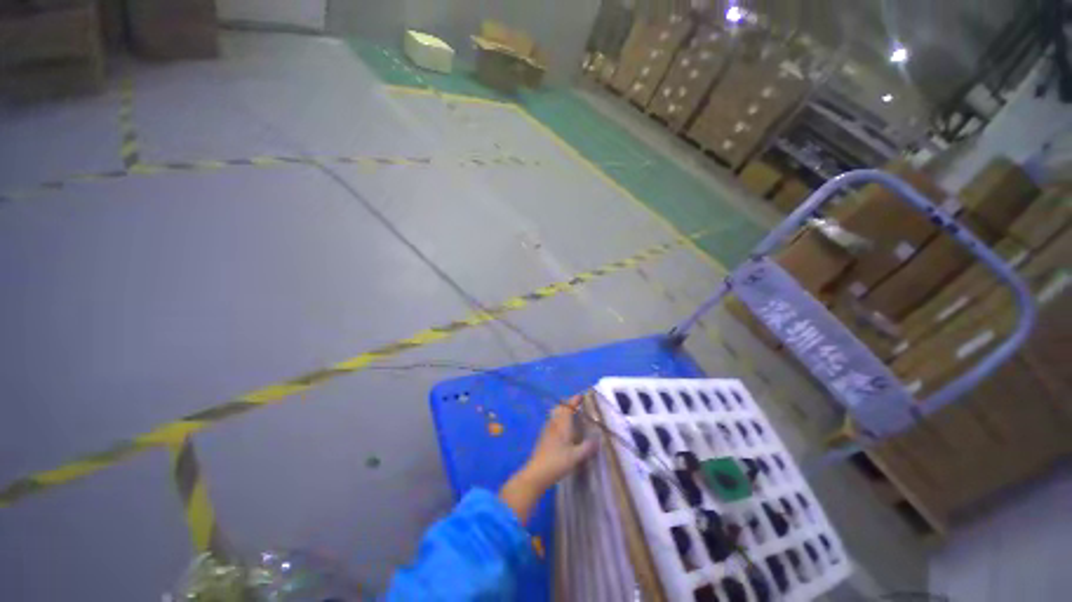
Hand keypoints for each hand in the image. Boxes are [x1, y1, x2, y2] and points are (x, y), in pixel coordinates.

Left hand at [522, 396, 597, 489]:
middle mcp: (554, 424)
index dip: (574, 401)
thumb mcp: (576, 456)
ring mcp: (547, 430)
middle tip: (577, 406)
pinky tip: (563, 431)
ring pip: (555, 415)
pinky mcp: (543, 438)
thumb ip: (587, 447)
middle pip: (559, 409)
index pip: (568, 408)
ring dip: (563, 412)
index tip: (581, 396)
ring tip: (572, 417)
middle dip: (568, 405)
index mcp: (562, 425)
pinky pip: (552, 423)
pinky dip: (559, 421)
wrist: (536, 473)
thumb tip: (598, 440)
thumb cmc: (557, 462)